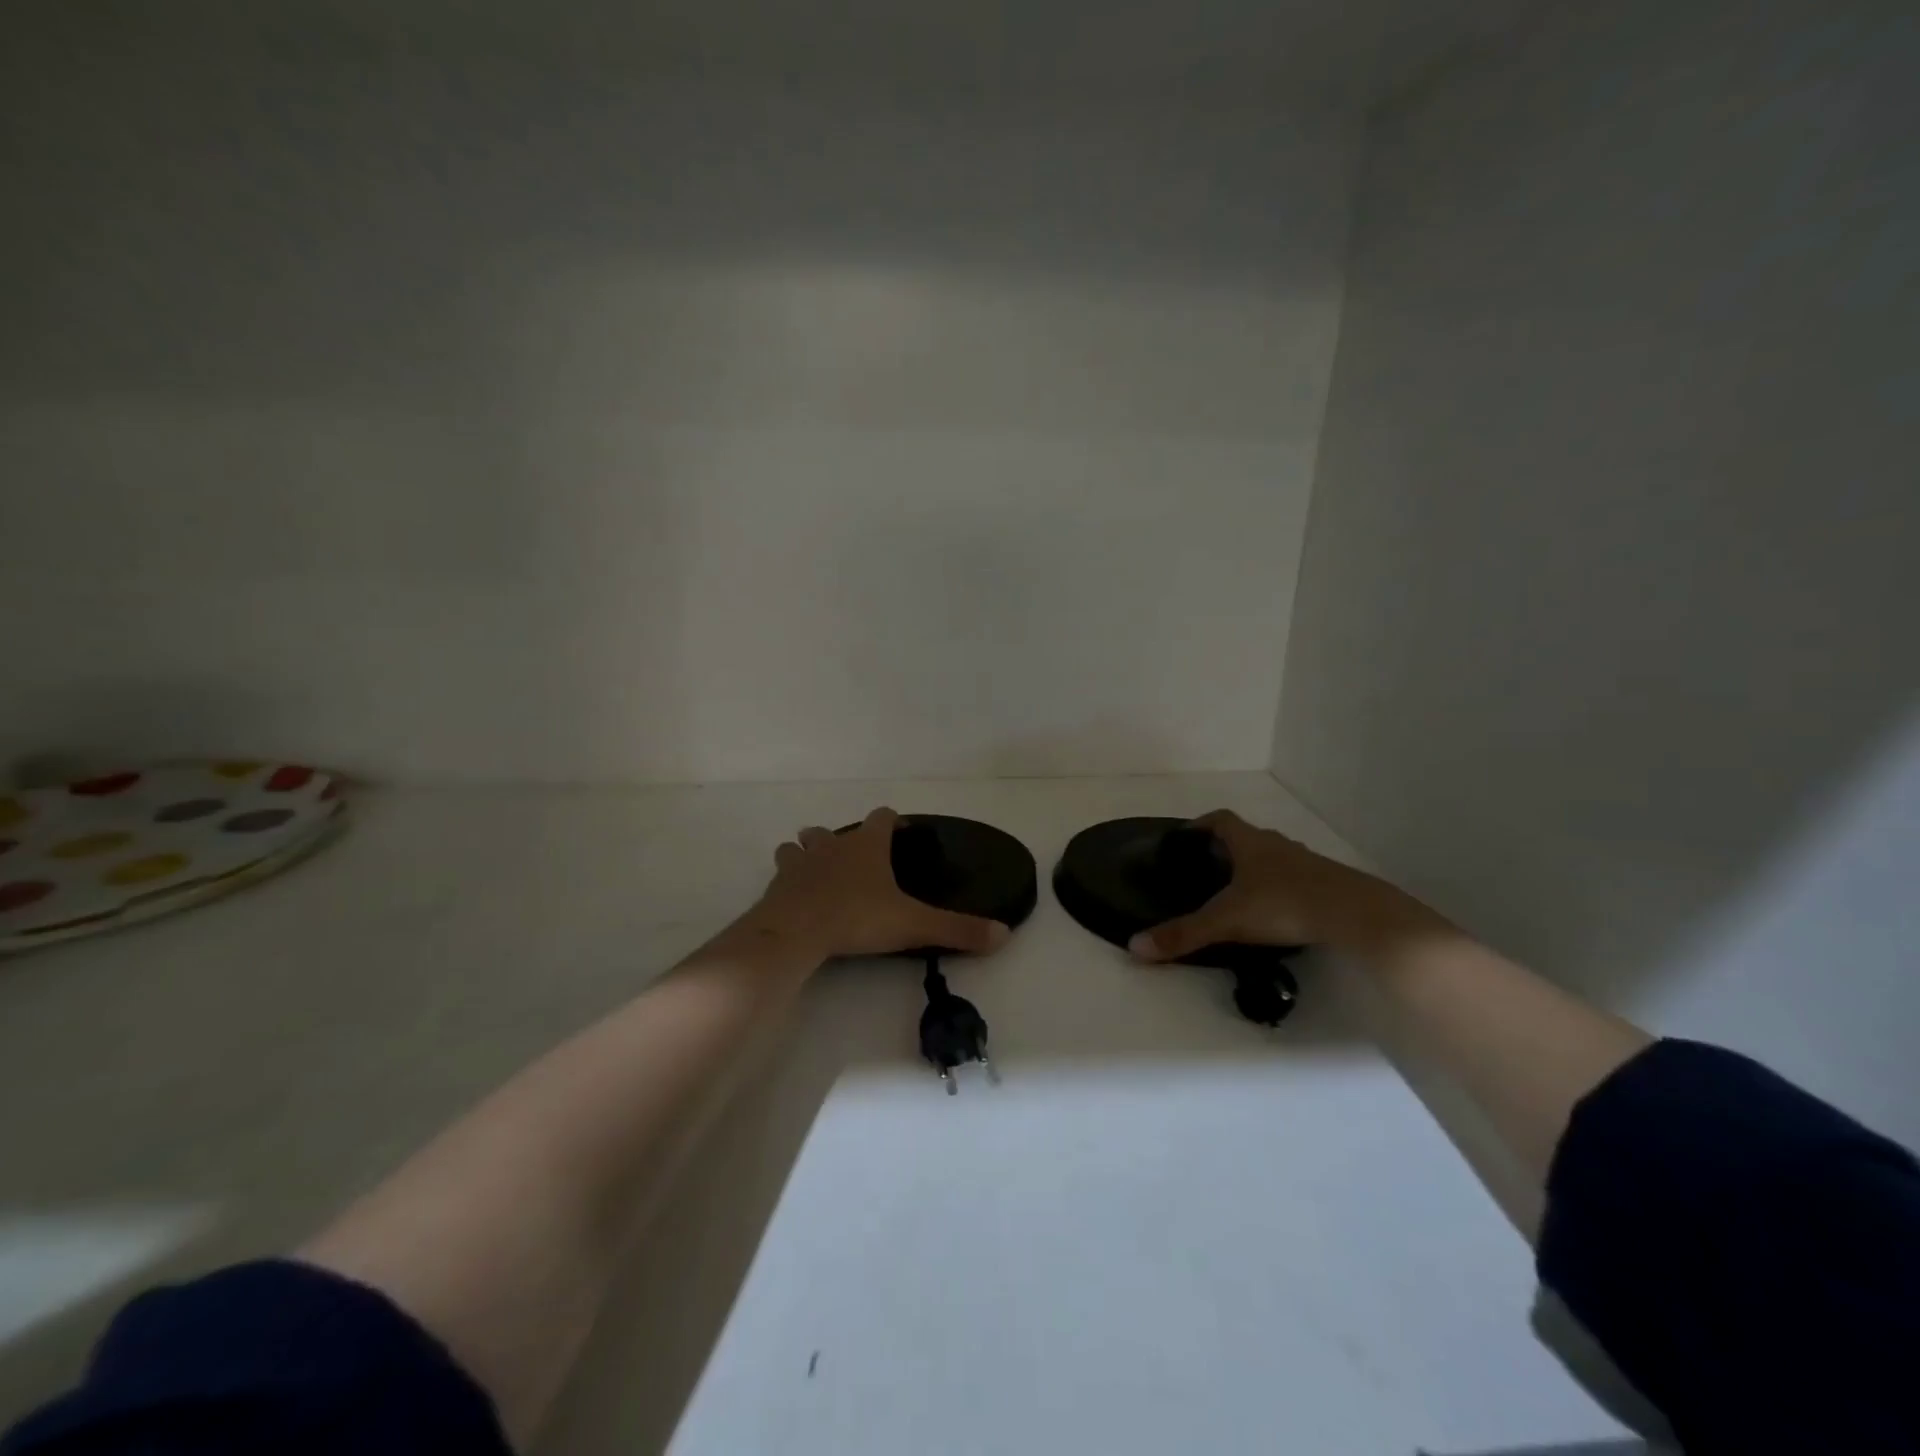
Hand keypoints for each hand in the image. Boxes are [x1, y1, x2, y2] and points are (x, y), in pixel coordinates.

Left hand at [744, 807, 1012, 962]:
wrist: (795, 931)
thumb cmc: (857, 918)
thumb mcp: (913, 925)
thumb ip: (957, 929)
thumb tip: (1004, 933)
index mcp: (867, 846)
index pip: (882, 817)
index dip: (892, 822)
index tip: (900, 833)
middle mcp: (833, 845)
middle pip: (836, 830)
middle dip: (845, 840)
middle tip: (857, 861)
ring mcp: (801, 862)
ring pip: (801, 844)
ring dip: (809, 852)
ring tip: (819, 871)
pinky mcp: (778, 884)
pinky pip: (782, 873)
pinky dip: (790, 879)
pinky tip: (796, 897)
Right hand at [1129, 809, 1418, 960]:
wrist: (1355, 914)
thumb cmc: (1283, 905)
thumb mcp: (1227, 922)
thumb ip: (1183, 934)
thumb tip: (1135, 947)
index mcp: (1250, 843)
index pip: (1220, 820)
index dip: (1201, 825)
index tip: (1185, 836)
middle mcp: (1277, 845)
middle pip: (1247, 837)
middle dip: (1226, 849)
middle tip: (1207, 869)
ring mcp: (1307, 863)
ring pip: (1274, 858)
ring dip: (1256, 869)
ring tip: (1240, 893)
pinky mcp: (1328, 884)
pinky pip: (1296, 878)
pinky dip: (1281, 888)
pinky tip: (1277, 913)